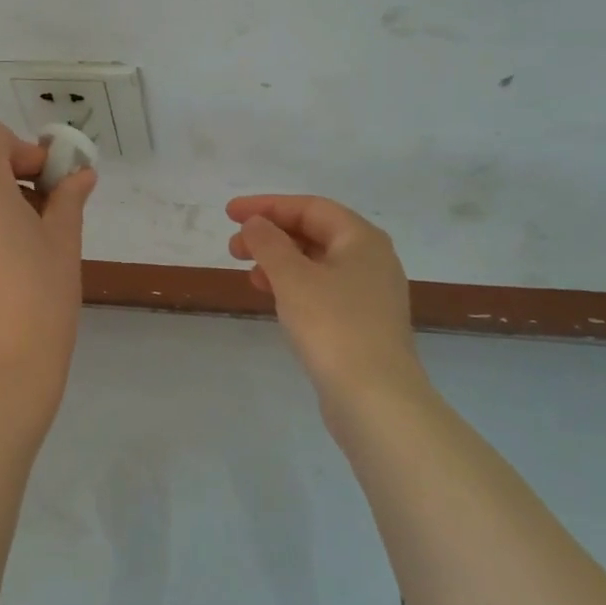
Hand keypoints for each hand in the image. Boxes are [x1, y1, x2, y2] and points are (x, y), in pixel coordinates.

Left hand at [0, 122, 96, 396]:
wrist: (2, 368)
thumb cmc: (41, 295)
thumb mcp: (64, 238)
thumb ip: (68, 196)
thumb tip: (80, 175)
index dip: (23, 149)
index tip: (48, 183)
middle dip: (11, 172)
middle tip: (44, 208)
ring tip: (25, 238)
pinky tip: (1, 260)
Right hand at [226, 195, 422, 410]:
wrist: (376, 398)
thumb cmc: (333, 326)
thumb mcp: (292, 278)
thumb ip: (268, 243)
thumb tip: (255, 223)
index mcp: (362, 239)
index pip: (309, 207)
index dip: (267, 206)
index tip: (229, 214)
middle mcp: (372, 259)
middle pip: (315, 233)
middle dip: (271, 235)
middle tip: (233, 248)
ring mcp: (370, 293)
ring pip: (317, 263)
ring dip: (279, 262)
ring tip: (248, 273)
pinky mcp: (363, 323)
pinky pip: (323, 289)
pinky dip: (294, 286)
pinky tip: (274, 298)